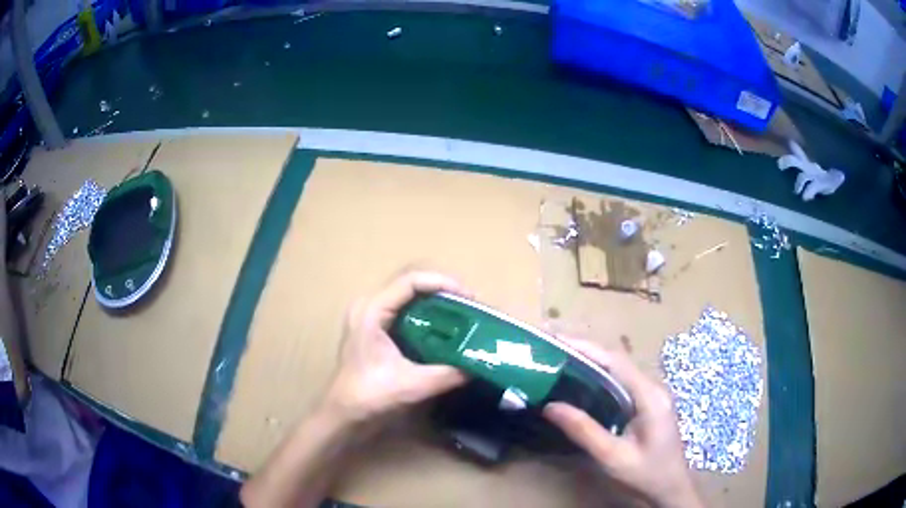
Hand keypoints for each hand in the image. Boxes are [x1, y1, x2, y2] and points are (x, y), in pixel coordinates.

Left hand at [322, 271, 469, 424]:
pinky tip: (444, 327)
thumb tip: (479, 364)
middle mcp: (369, 305)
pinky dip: (426, 312)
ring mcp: (369, 315)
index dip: (442, 282)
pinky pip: (404, 308)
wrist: (343, 414)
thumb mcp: (412, 385)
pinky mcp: (374, 327)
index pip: (410, 281)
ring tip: (462, 313)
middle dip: (442, 289)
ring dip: (435, 299)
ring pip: (407, 294)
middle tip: (470, 305)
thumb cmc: (369, 397)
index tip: (469, 297)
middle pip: (410, 282)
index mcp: (372, 311)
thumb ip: (447, 374)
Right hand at [543, 340, 702, 507]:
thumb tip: (551, 406)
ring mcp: (652, 395)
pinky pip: (621, 383)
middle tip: (551, 347)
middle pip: (617, 361)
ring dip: (591, 361)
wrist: (671, 488)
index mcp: (650, 396)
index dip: (586, 348)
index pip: (616, 361)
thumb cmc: (645, 474)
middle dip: (585, 350)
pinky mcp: (647, 403)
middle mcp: (653, 388)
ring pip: (619, 370)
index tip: (557, 340)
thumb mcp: (612, 457)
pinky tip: (581, 382)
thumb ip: (584, 431)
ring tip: (559, 359)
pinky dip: (599, 377)